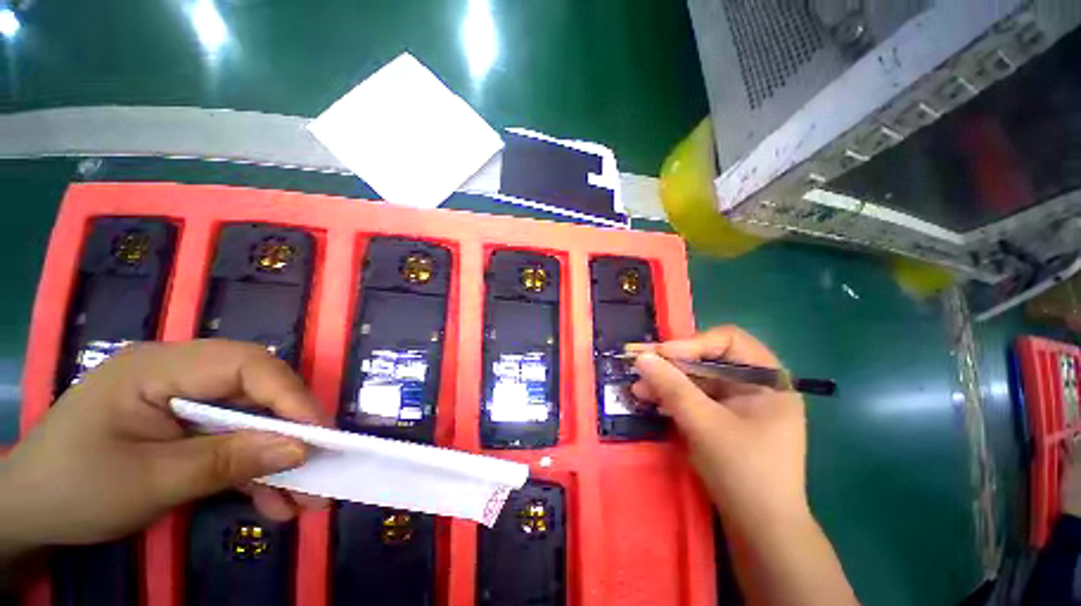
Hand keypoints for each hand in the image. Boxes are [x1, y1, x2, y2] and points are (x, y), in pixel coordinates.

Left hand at [0, 340, 327, 555]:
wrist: (28, 512)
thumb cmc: (74, 489)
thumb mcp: (149, 482)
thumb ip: (226, 462)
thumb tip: (301, 450)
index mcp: (159, 367)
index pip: (246, 364)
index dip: (290, 395)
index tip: (317, 437)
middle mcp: (179, 374)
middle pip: (256, 391)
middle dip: (291, 431)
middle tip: (319, 469)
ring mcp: (182, 400)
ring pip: (250, 420)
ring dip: (277, 459)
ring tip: (303, 499)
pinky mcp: (184, 426)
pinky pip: (231, 441)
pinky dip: (253, 471)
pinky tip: (270, 502)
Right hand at [631, 327, 856, 604]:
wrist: (762, 531)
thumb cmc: (744, 472)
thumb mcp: (704, 424)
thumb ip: (672, 387)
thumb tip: (642, 357)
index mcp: (767, 379)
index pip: (728, 341)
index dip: (692, 343)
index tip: (661, 355)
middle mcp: (756, 385)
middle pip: (709, 359)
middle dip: (673, 365)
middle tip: (641, 367)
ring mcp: (740, 403)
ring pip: (698, 380)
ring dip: (668, 382)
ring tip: (638, 389)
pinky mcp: (725, 419)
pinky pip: (696, 398)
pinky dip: (674, 398)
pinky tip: (652, 401)